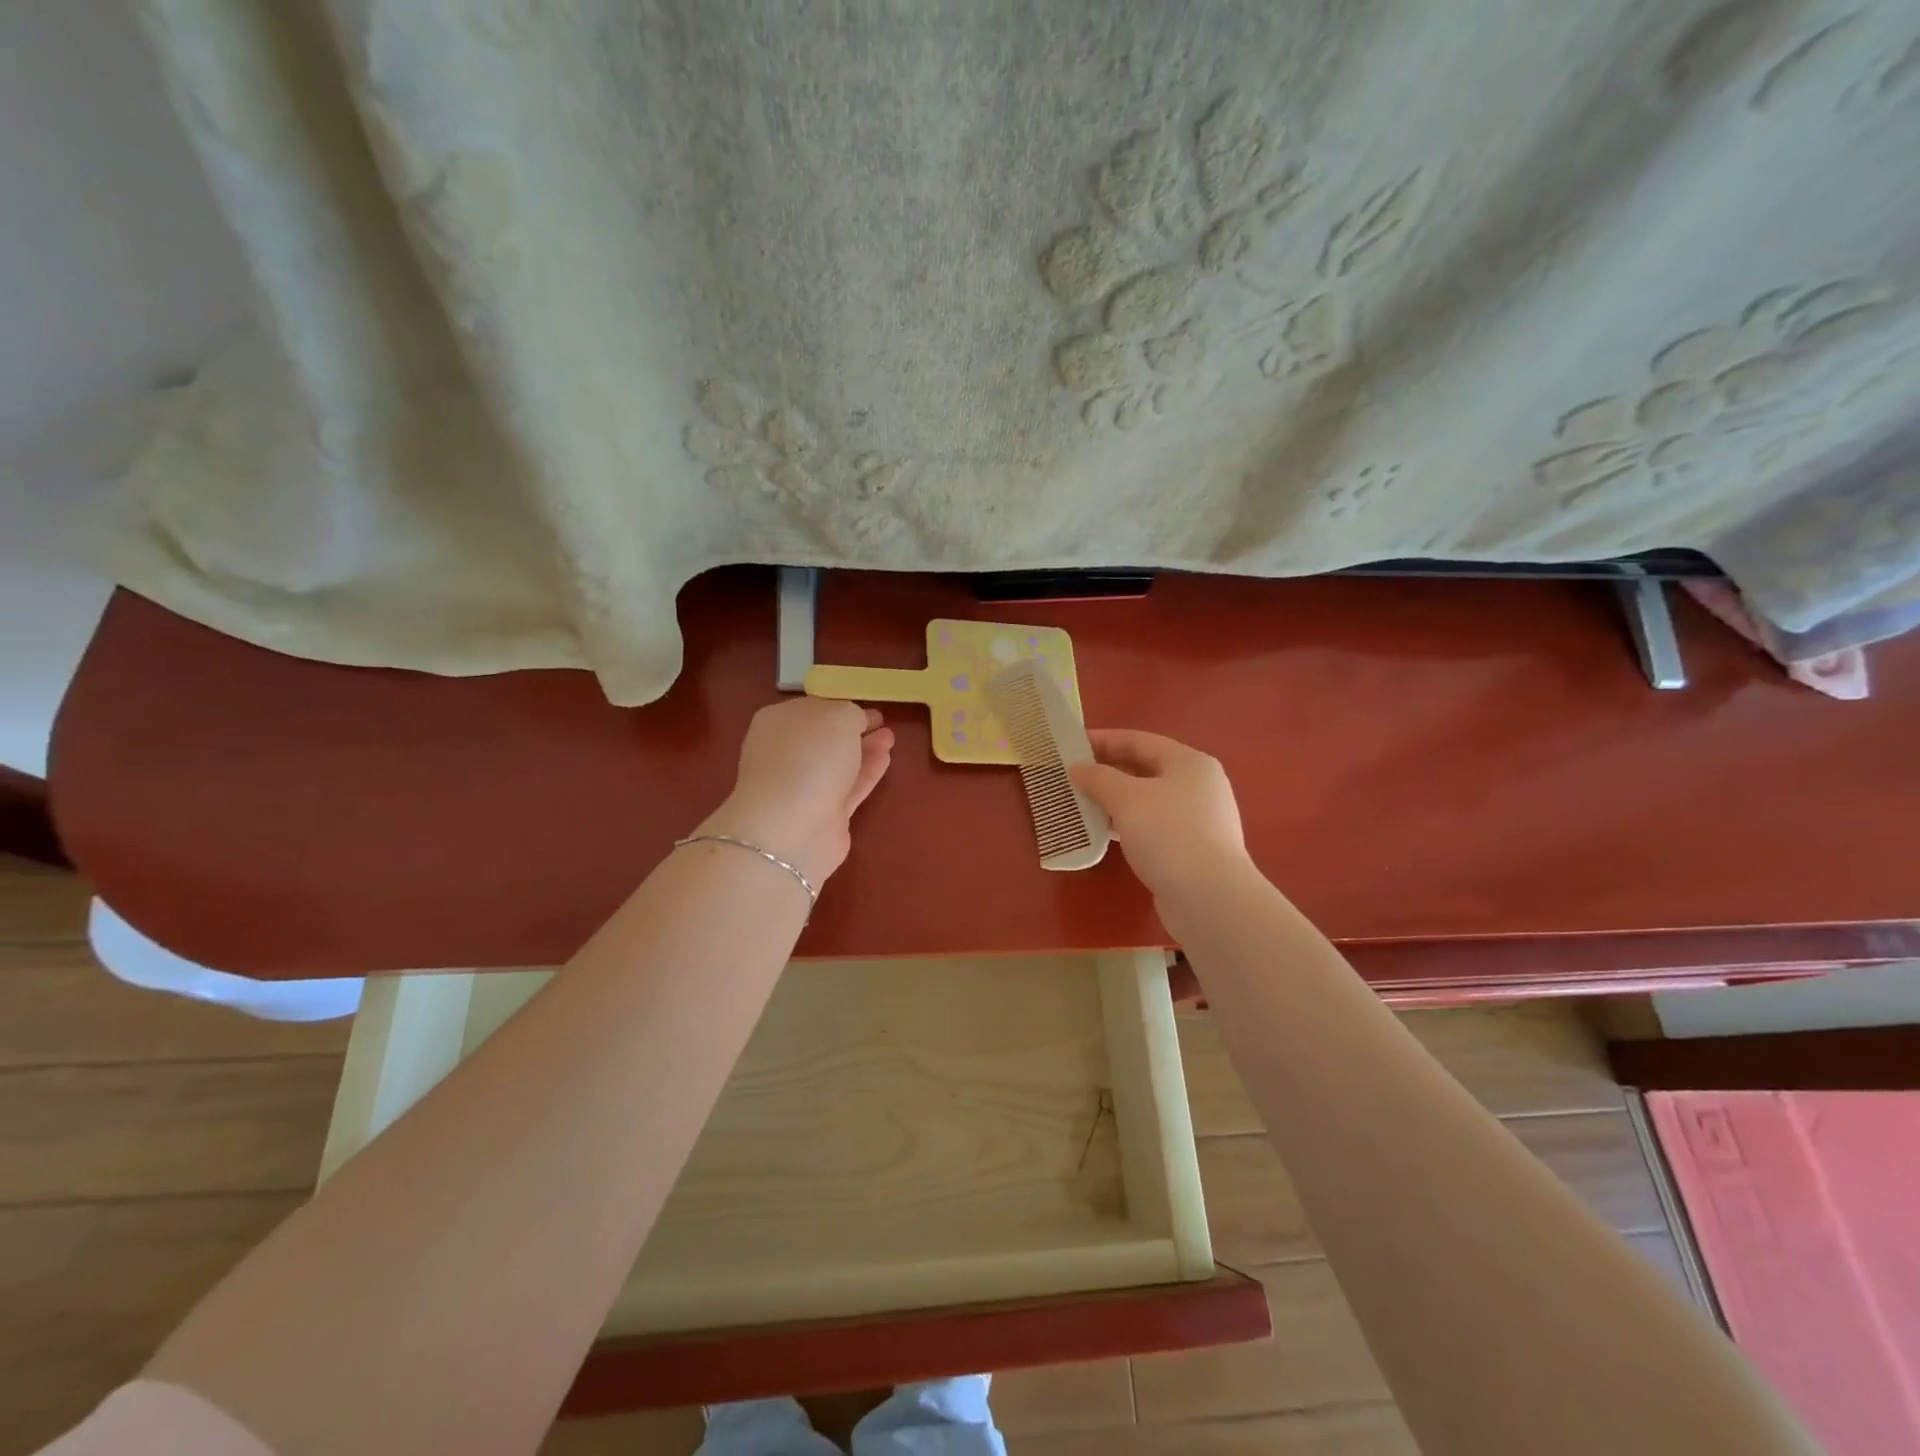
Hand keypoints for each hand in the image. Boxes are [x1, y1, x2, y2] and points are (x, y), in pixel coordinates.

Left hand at [698, 697, 894, 885]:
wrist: (793, 826)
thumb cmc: (810, 756)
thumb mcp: (839, 716)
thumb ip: (851, 713)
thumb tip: (856, 722)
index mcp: (778, 721)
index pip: (812, 709)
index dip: (841, 707)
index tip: (868, 708)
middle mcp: (785, 753)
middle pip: (824, 738)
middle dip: (854, 730)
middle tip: (882, 724)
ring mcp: (802, 786)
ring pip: (838, 763)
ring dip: (864, 750)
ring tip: (890, 738)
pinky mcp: (822, 815)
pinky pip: (848, 787)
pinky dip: (866, 773)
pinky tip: (885, 759)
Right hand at [1070, 729, 1249, 899]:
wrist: (1209, 898)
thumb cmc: (1169, 834)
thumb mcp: (1127, 799)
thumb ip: (1099, 778)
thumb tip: (1078, 768)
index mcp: (1189, 762)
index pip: (1139, 741)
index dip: (1104, 740)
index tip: (1071, 744)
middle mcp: (1199, 785)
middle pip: (1146, 769)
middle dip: (1108, 771)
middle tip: (1073, 775)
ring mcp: (1199, 818)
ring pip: (1148, 799)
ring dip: (1115, 799)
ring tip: (1082, 802)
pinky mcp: (1193, 848)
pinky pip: (1153, 825)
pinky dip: (1128, 823)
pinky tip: (1104, 831)